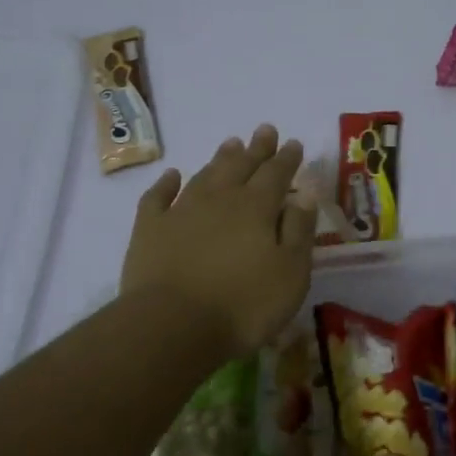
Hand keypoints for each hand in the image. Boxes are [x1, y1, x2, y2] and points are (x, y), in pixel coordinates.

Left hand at [120, 124, 315, 360]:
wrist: (172, 326)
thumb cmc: (243, 305)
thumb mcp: (290, 273)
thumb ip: (299, 231)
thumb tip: (306, 195)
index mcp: (257, 208)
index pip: (276, 174)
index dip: (287, 158)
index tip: (293, 143)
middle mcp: (220, 200)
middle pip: (241, 166)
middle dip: (256, 148)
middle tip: (264, 130)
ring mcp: (181, 211)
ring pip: (205, 175)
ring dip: (220, 158)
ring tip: (231, 143)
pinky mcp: (150, 230)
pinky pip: (158, 197)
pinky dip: (166, 183)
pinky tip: (172, 175)